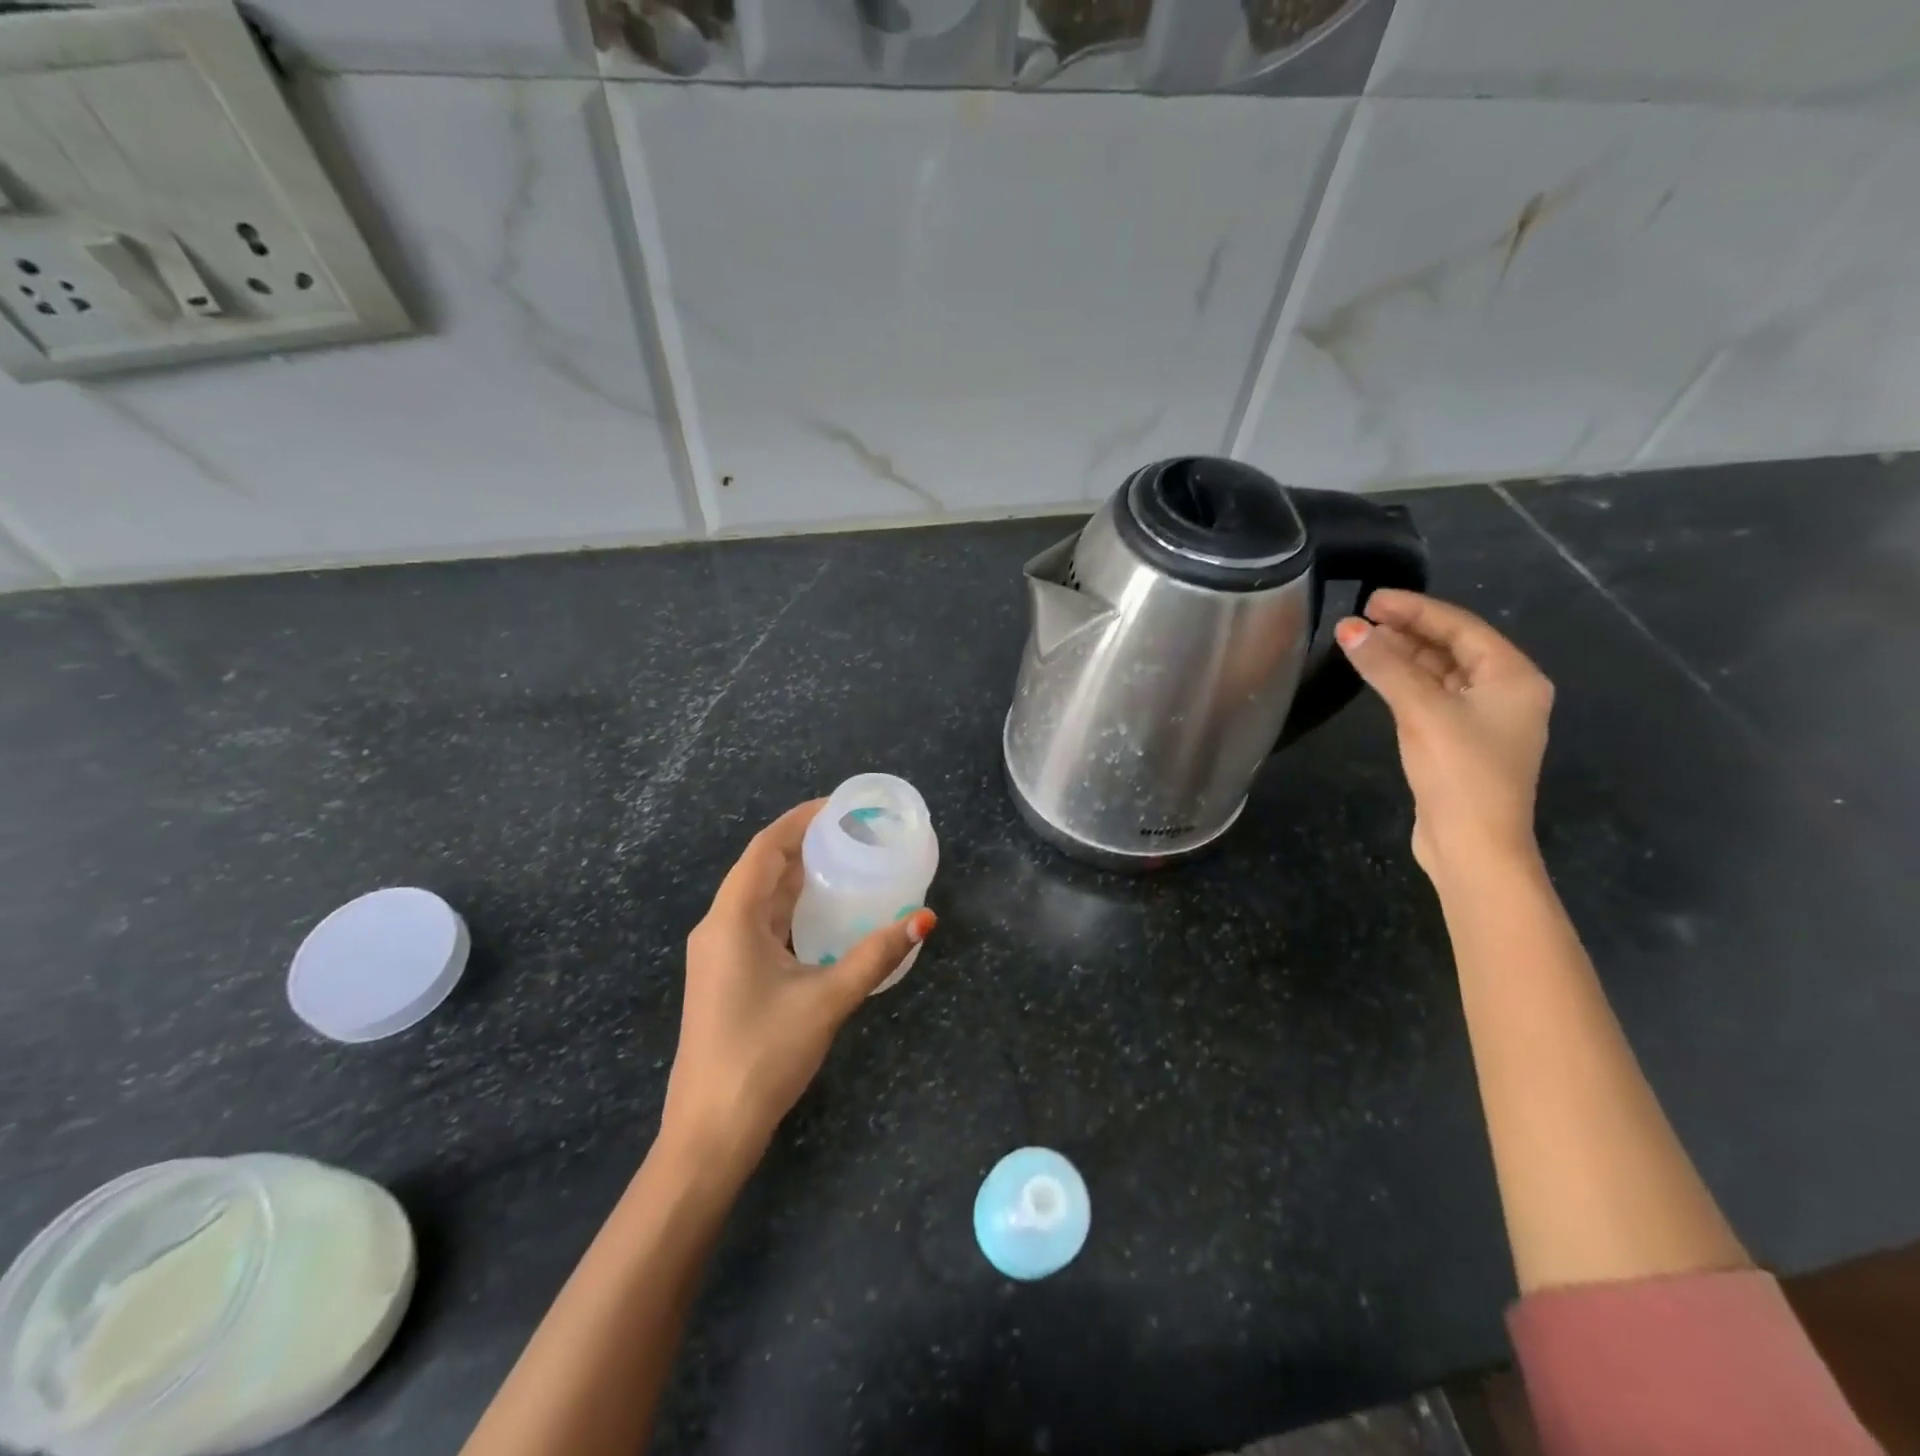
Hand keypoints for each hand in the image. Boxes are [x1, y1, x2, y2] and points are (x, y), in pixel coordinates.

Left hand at [661, 799, 936, 1174]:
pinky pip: (758, 924)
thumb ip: (876, 955)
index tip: (839, 807)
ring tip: (844, 863)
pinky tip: (822, 916)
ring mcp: (718, 954)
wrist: (710, 1131)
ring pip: (759, 898)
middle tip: (853, 834)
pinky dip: (790, 909)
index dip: (800, 820)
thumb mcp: (827, 999)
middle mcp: (718, 927)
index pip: (765, 848)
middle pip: (761, 869)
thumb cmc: (764, 1054)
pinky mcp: (724, 977)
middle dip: (803, 845)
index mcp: (731, 919)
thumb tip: (925, 919)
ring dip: (796, 878)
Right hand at [1335, 589, 1553, 882]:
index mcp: (1513, 677)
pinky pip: (1431, 697)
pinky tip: (1378, 677)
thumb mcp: (1421, 711)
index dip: (1415, 609)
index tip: (1371, 599)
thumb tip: (1348, 628)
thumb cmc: (1460, 772)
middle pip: (1452, 647)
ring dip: (1403, 657)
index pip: (1461, 627)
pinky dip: (1404, 683)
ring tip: (1361, 642)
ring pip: (1440, 674)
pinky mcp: (1460, 743)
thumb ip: (1385, 666)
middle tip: (1360, 619)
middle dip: (1407, 631)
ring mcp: (1484, 720)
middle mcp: (1505, 693)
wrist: (1474, 846)